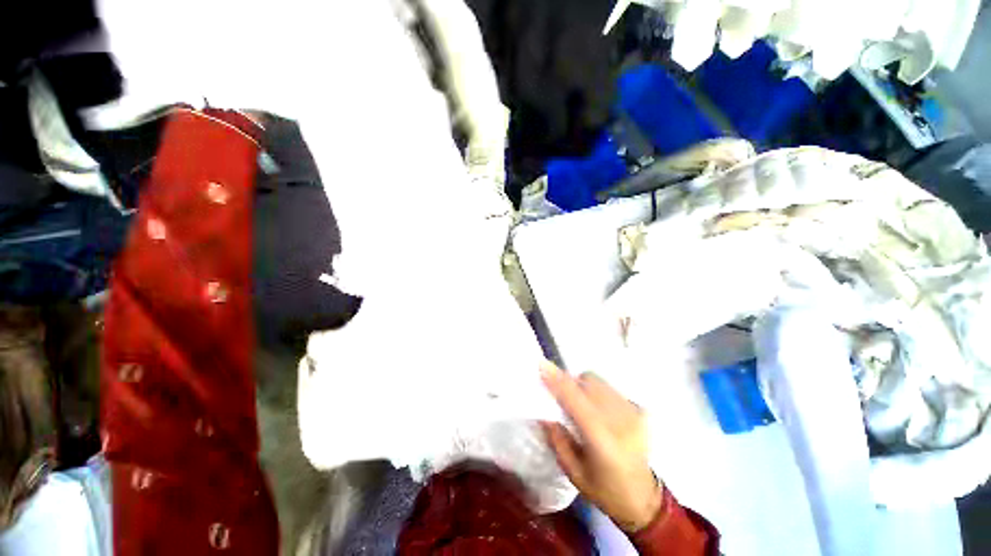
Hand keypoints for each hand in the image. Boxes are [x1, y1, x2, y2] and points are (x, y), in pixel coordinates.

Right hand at [540, 362, 662, 532]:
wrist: (643, 499)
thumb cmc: (604, 490)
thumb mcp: (573, 472)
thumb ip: (557, 440)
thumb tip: (544, 413)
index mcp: (602, 440)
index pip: (576, 401)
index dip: (558, 381)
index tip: (542, 366)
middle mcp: (621, 421)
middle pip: (590, 382)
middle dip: (571, 382)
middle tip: (562, 395)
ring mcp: (634, 414)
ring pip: (601, 382)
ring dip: (585, 386)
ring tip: (582, 404)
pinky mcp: (640, 411)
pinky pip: (612, 389)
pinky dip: (600, 393)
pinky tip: (600, 412)